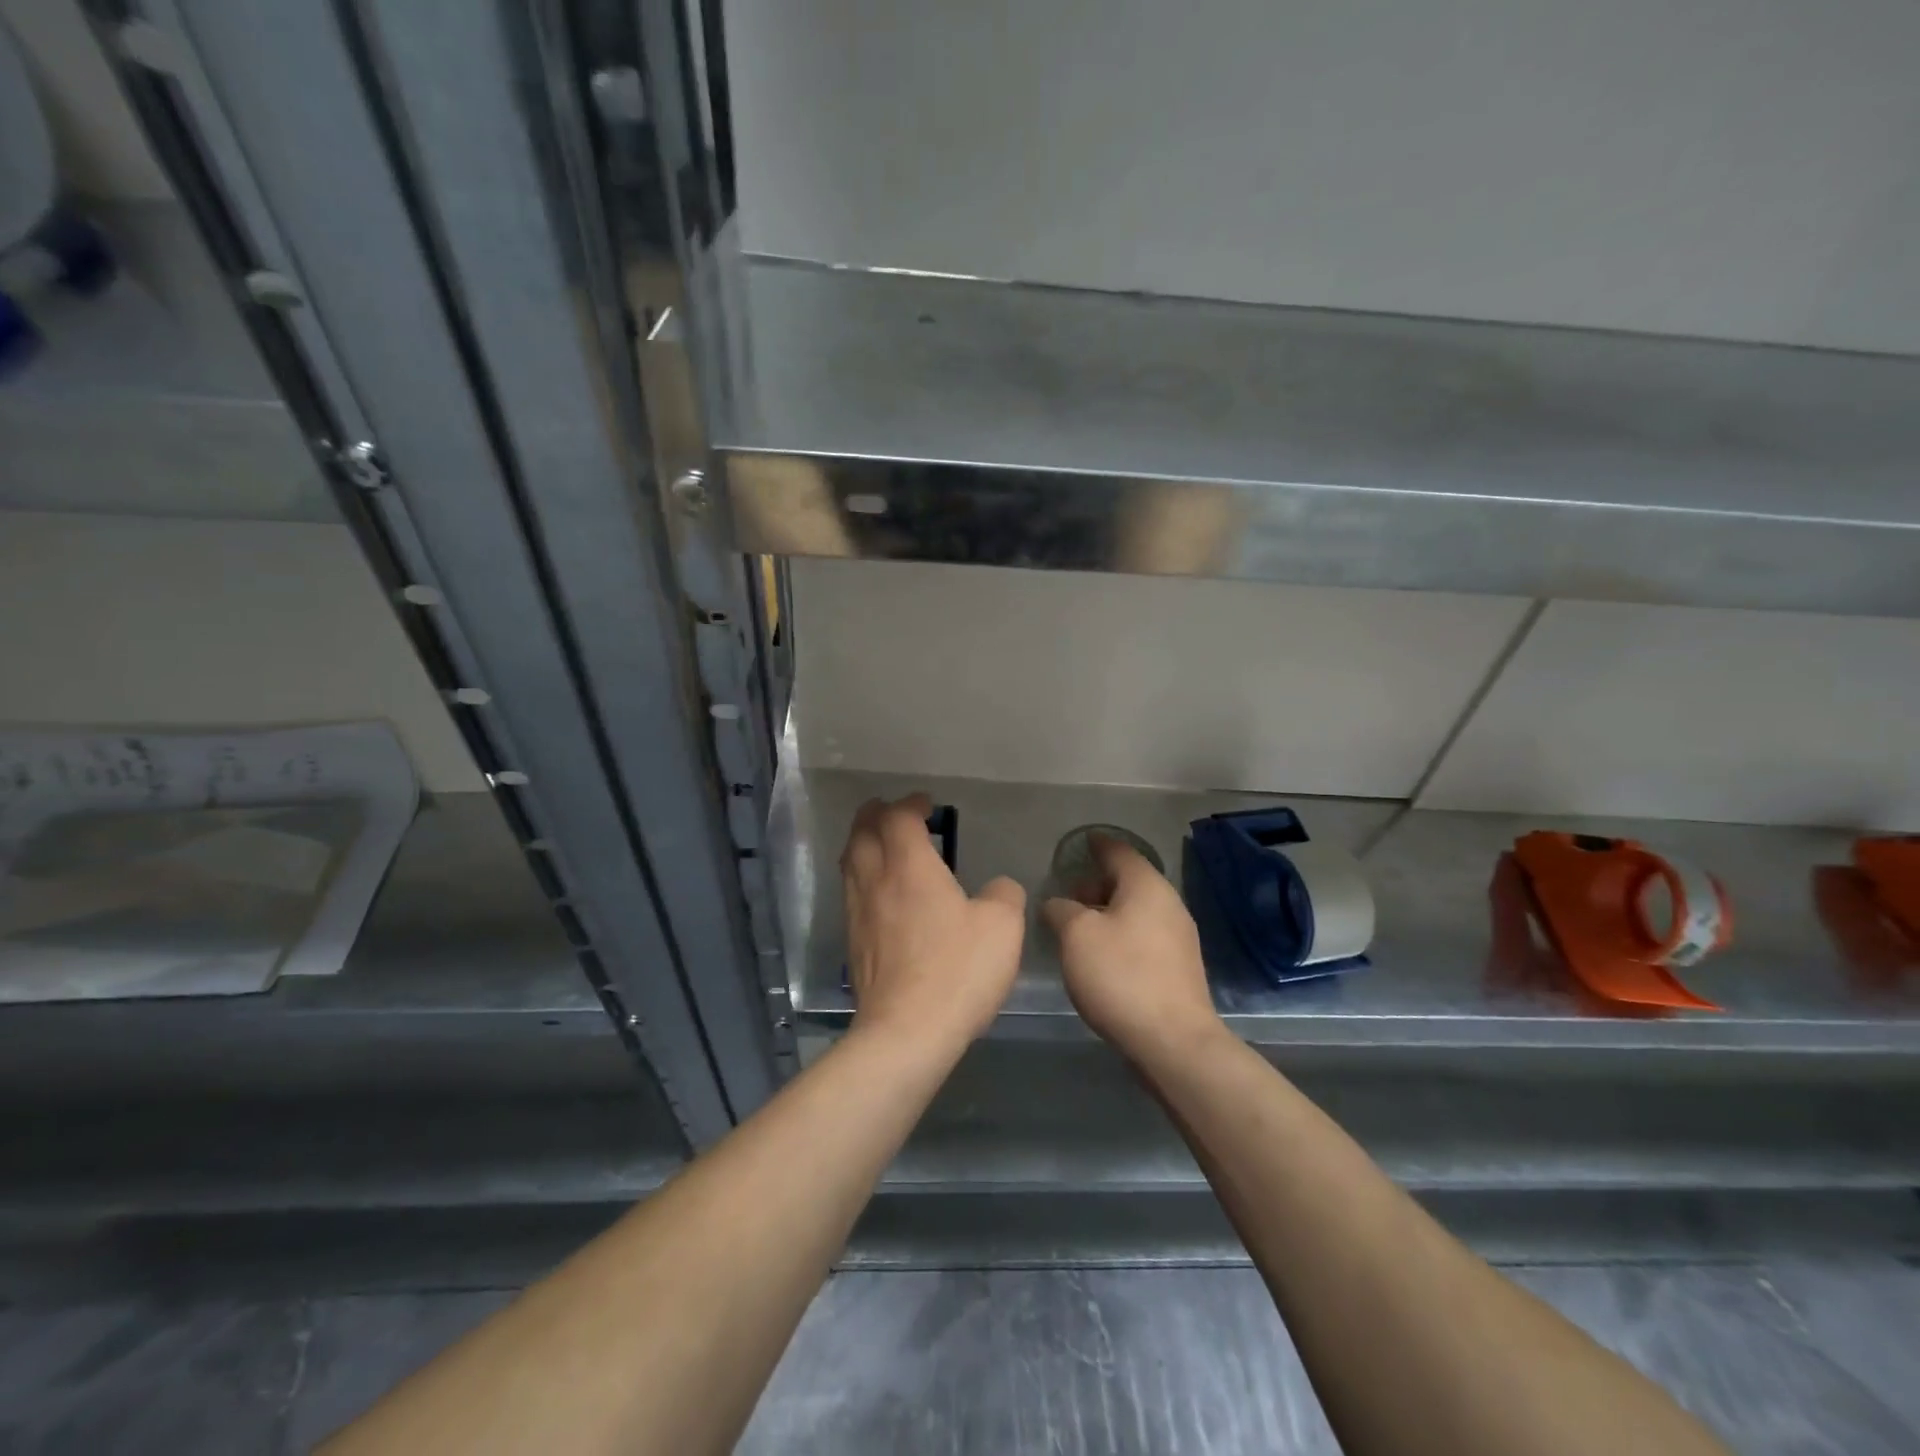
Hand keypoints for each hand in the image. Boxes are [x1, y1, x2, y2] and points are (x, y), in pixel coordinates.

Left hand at [842, 794, 1026, 1055]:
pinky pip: (851, 892)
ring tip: (881, 845)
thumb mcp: (1002, 927)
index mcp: (909, 867)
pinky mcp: (852, 944)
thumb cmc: (956, 970)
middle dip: (875, 815)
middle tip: (892, 812)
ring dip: (863, 844)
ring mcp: (858, 913)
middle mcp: (875, 881)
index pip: (898, 818)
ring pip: (850, 862)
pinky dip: (862, 876)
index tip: (926, 804)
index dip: (910, 804)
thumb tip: (998, 888)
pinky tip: (880, 894)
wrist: (906, 1032)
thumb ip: (1004, 895)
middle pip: (861, 832)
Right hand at [1043, 837, 1224, 1065]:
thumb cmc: (1121, 976)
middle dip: (1097, 883)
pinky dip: (1121, 933)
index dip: (1097, 844)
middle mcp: (1169, 903)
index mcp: (1147, 886)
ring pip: (1137, 910)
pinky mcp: (1179, 967)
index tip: (1081, 842)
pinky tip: (1101, 954)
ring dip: (1108, 911)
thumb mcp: (1077, 935)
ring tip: (1078, 926)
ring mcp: (1179, 937)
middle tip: (1068, 894)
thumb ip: (1061, 910)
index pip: (1119, 851)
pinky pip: (1144, 935)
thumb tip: (1058, 904)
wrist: (1173, 1041)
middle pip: (1129, 880)